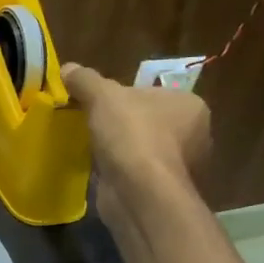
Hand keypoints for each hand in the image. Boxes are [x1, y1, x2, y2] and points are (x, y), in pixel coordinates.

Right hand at [61, 62, 211, 233]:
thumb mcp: (102, 96)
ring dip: (120, 149)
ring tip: (91, 147)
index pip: (152, 93)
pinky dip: (120, 171)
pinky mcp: (164, 191)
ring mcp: (181, 166)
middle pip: (147, 120)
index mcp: (190, 105)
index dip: (122, 96)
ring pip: (142, 148)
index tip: (97, 103)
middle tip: (91, 123)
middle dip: (121, 123)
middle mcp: (195, 134)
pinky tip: (99, 169)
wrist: (140, 193)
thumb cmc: (132, 135)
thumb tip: (68, 69)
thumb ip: (85, 79)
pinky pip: (137, 173)